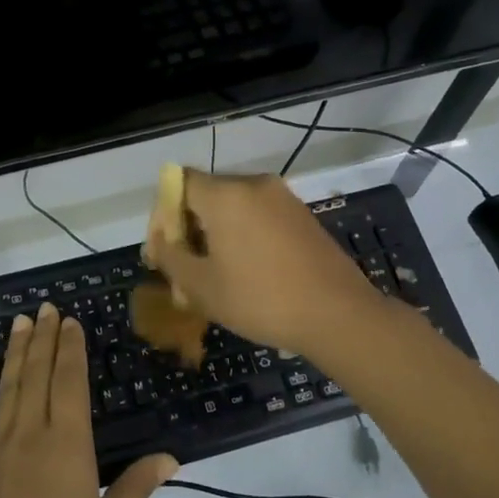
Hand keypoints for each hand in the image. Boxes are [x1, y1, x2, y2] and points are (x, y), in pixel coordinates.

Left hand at [0, 304, 176, 497]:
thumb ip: (137, 487)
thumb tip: (170, 457)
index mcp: (68, 446)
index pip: (70, 383)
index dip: (70, 349)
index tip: (69, 321)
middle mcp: (30, 435)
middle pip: (38, 375)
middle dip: (43, 338)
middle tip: (45, 307)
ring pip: (7, 388)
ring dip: (14, 353)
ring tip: (19, 322)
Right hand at [143, 170, 383, 354]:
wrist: (338, 314)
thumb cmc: (261, 299)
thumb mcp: (201, 286)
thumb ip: (171, 257)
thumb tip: (160, 242)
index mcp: (225, 194)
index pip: (179, 183)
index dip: (162, 213)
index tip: (163, 249)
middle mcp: (254, 184)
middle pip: (206, 194)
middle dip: (187, 227)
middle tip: (183, 269)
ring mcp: (283, 198)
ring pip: (233, 208)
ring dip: (215, 235)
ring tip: (213, 277)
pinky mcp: (302, 216)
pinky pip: (259, 217)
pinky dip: (243, 236)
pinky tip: (246, 273)